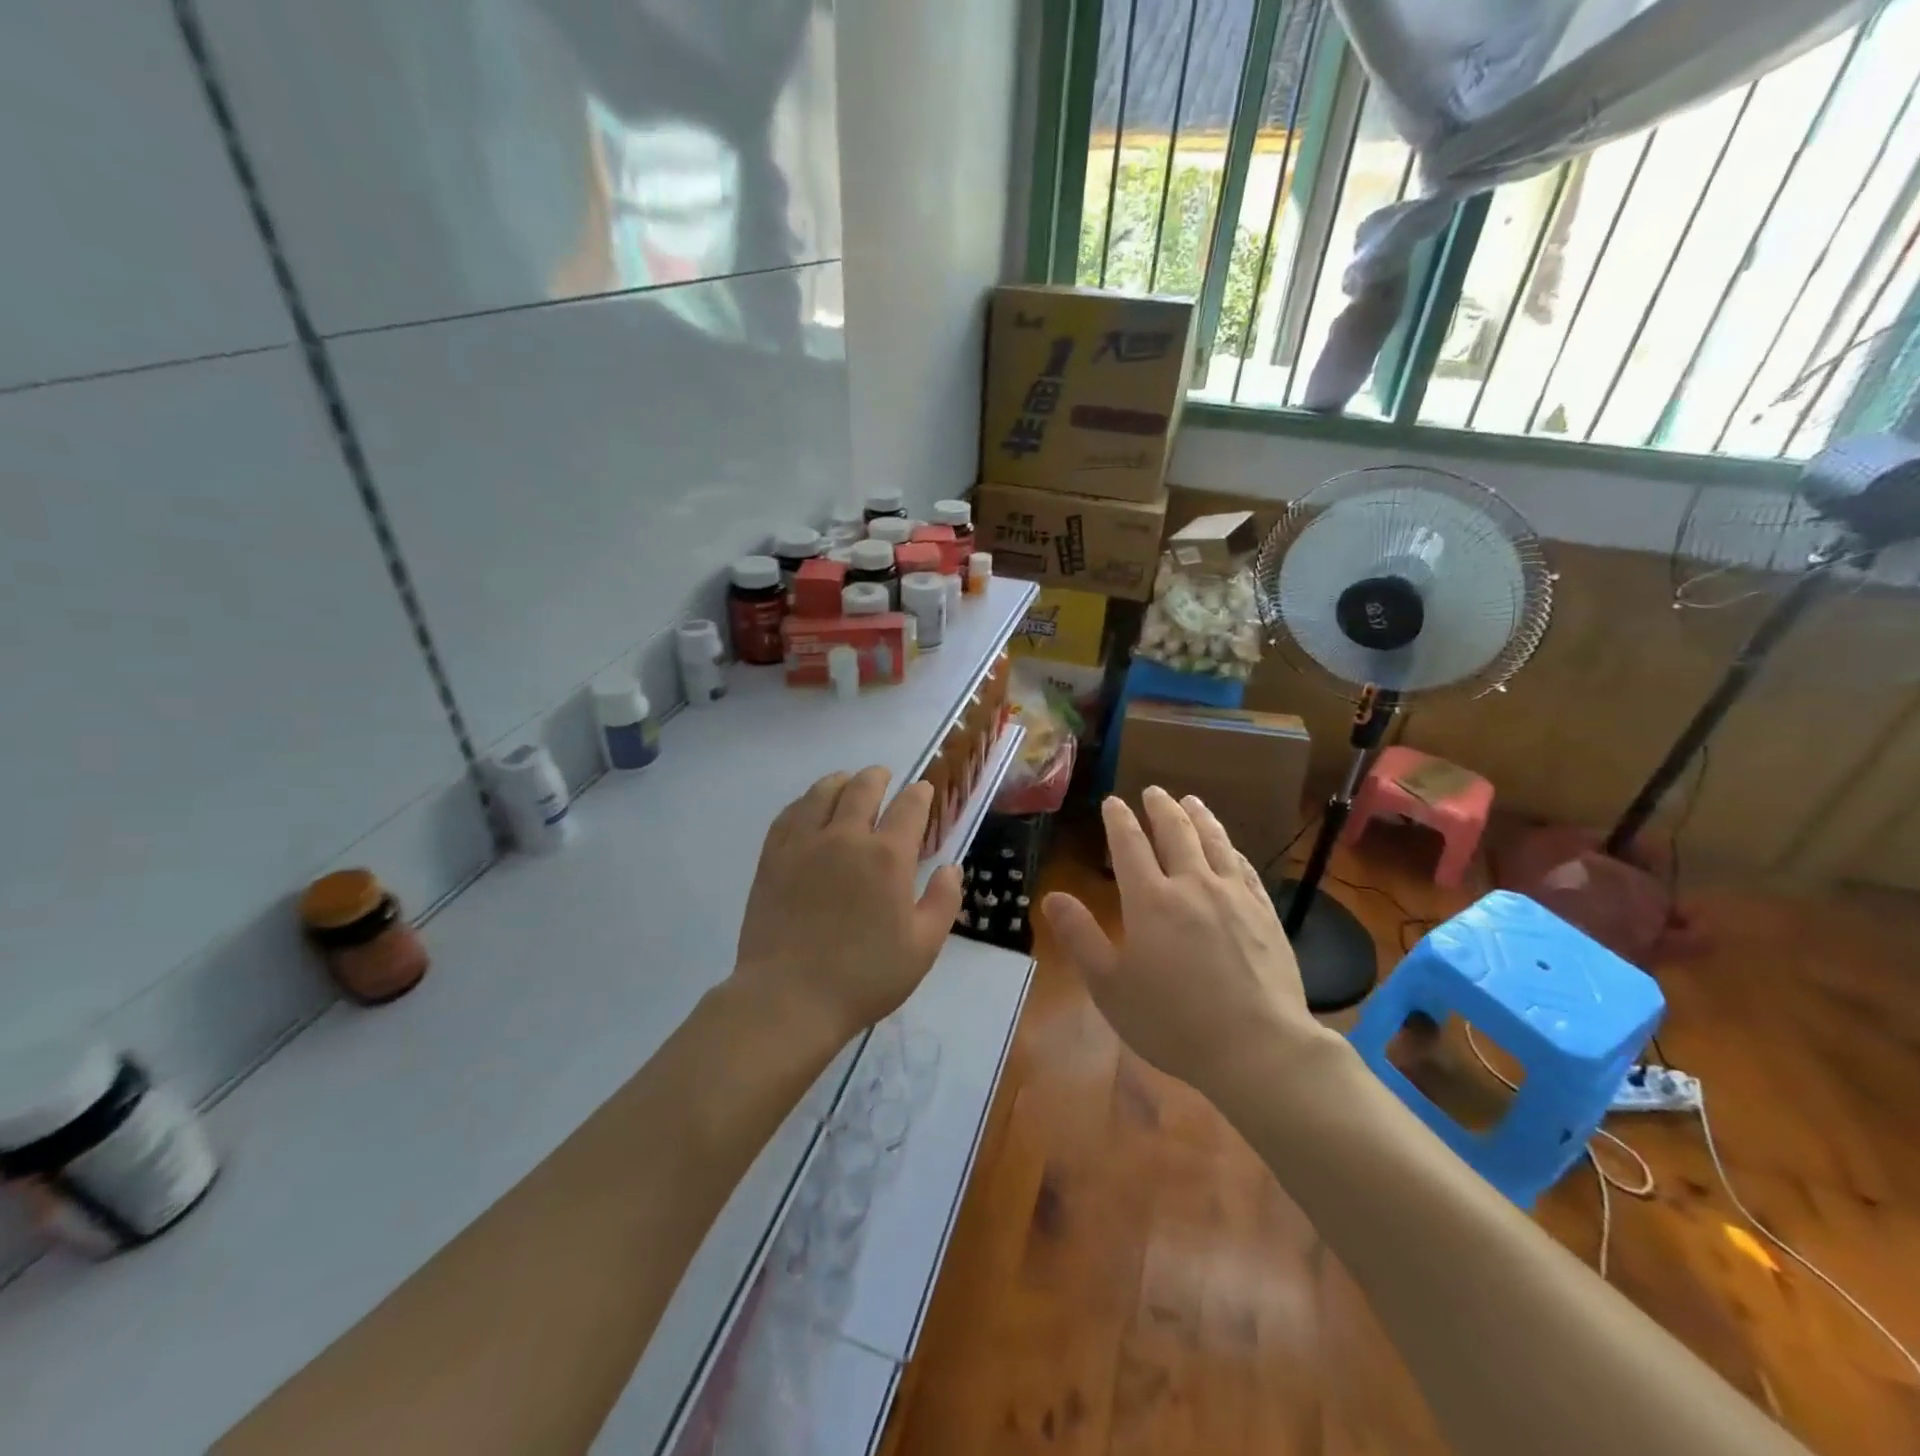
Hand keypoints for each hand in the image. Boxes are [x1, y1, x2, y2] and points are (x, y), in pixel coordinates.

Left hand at [733, 766, 962, 1042]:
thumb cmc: (865, 977)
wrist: (789, 998)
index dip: (919, 794)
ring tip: (846, 783)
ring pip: (822, 792)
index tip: (922, 791)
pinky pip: (789, 814)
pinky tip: (808, 807)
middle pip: (863, 788)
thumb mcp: (923, 947)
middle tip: (884, 777)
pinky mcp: (773, 857)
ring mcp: (804, 844)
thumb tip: (950, 867)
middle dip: (879, 777)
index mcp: (887, 857)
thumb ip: (943, 901)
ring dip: (841, 781)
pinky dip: (804, 801)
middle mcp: (846, 837)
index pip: (909, 807)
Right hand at [1042, 788, 1326, 1098]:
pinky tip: (1230, 848)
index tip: (1112, 802)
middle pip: (1176, 832)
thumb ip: (1080, 937)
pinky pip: (1245, 868)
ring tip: (1191, 801)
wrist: (1257, 1048)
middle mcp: (1192, 885)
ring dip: (1199, 817)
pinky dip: (1231, 850)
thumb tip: (1052, 896)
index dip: (1118, 820)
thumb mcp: (1110, 987)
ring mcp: (1234, 896)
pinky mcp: (1265, 913)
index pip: (1129, 845)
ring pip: (1214, 842)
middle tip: (1153, 791)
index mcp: (1150, 900)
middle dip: (1160, 808)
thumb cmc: (1173, 1022)